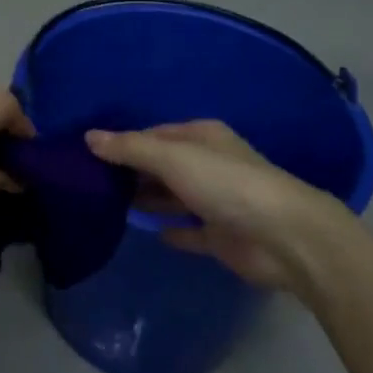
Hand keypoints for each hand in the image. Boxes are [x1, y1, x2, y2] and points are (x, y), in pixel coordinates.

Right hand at [84, 121, 355, 300]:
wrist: (283, 237)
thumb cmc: (225, 184)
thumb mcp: (172, 158)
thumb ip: (130, 148)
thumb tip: (88, 137)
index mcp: (201, 137)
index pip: (153, 134)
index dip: (123, 142)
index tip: (89, 155)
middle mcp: (208, 164)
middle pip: (162, 165)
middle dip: (131, 171)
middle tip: (90, 182)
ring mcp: (216, 201)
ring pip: (173, 196)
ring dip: (147, 199)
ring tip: (107, 205)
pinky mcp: (221, 236)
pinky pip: (189, 230)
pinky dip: (171, 230)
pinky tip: (148, 233)